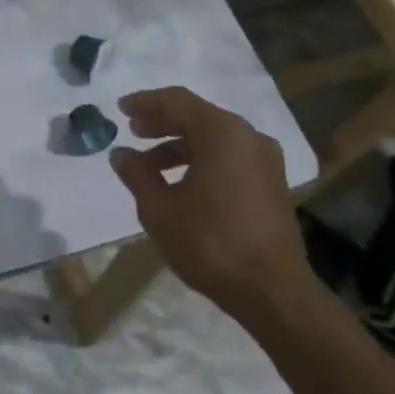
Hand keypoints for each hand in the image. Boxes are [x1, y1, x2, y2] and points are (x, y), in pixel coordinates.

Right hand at [109, 87, 311, 314]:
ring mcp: (264, 159)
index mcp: (222, 133)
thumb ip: (137, 175)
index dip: (146, 103)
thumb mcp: (160, 210)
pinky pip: (229, 155)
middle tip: (133, 131)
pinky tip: (180, 181)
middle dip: (162, 122)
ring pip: (214, 137)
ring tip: (150, 165)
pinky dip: (201, 158)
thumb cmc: (211, 244)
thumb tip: (121, 154)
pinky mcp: (271, 182)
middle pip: (197, 115)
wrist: (273, 292)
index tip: (121, 109)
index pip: (177, 101)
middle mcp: (247, 136)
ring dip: (179, 144)